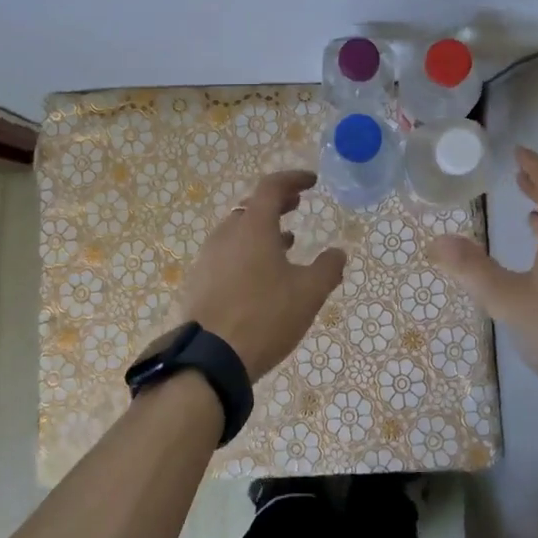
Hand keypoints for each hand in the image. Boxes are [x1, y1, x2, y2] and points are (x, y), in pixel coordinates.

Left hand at [180, 170, 347, 382]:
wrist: (210, 358)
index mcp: (253, 226)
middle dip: (277, 202)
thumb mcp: (308, 294)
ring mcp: (208, 257)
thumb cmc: (264, 317)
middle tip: (297, 205)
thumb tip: (338, 252)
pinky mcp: (199, 280)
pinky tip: (261, 275)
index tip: (311, 182)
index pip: (271, 187)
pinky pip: (227, 253)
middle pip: (252, 206)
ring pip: (237, 230)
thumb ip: (327, 268)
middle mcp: (226, 234)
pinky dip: (247, 251)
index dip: (293, 179)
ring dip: (262, 229)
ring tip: (285, 242)